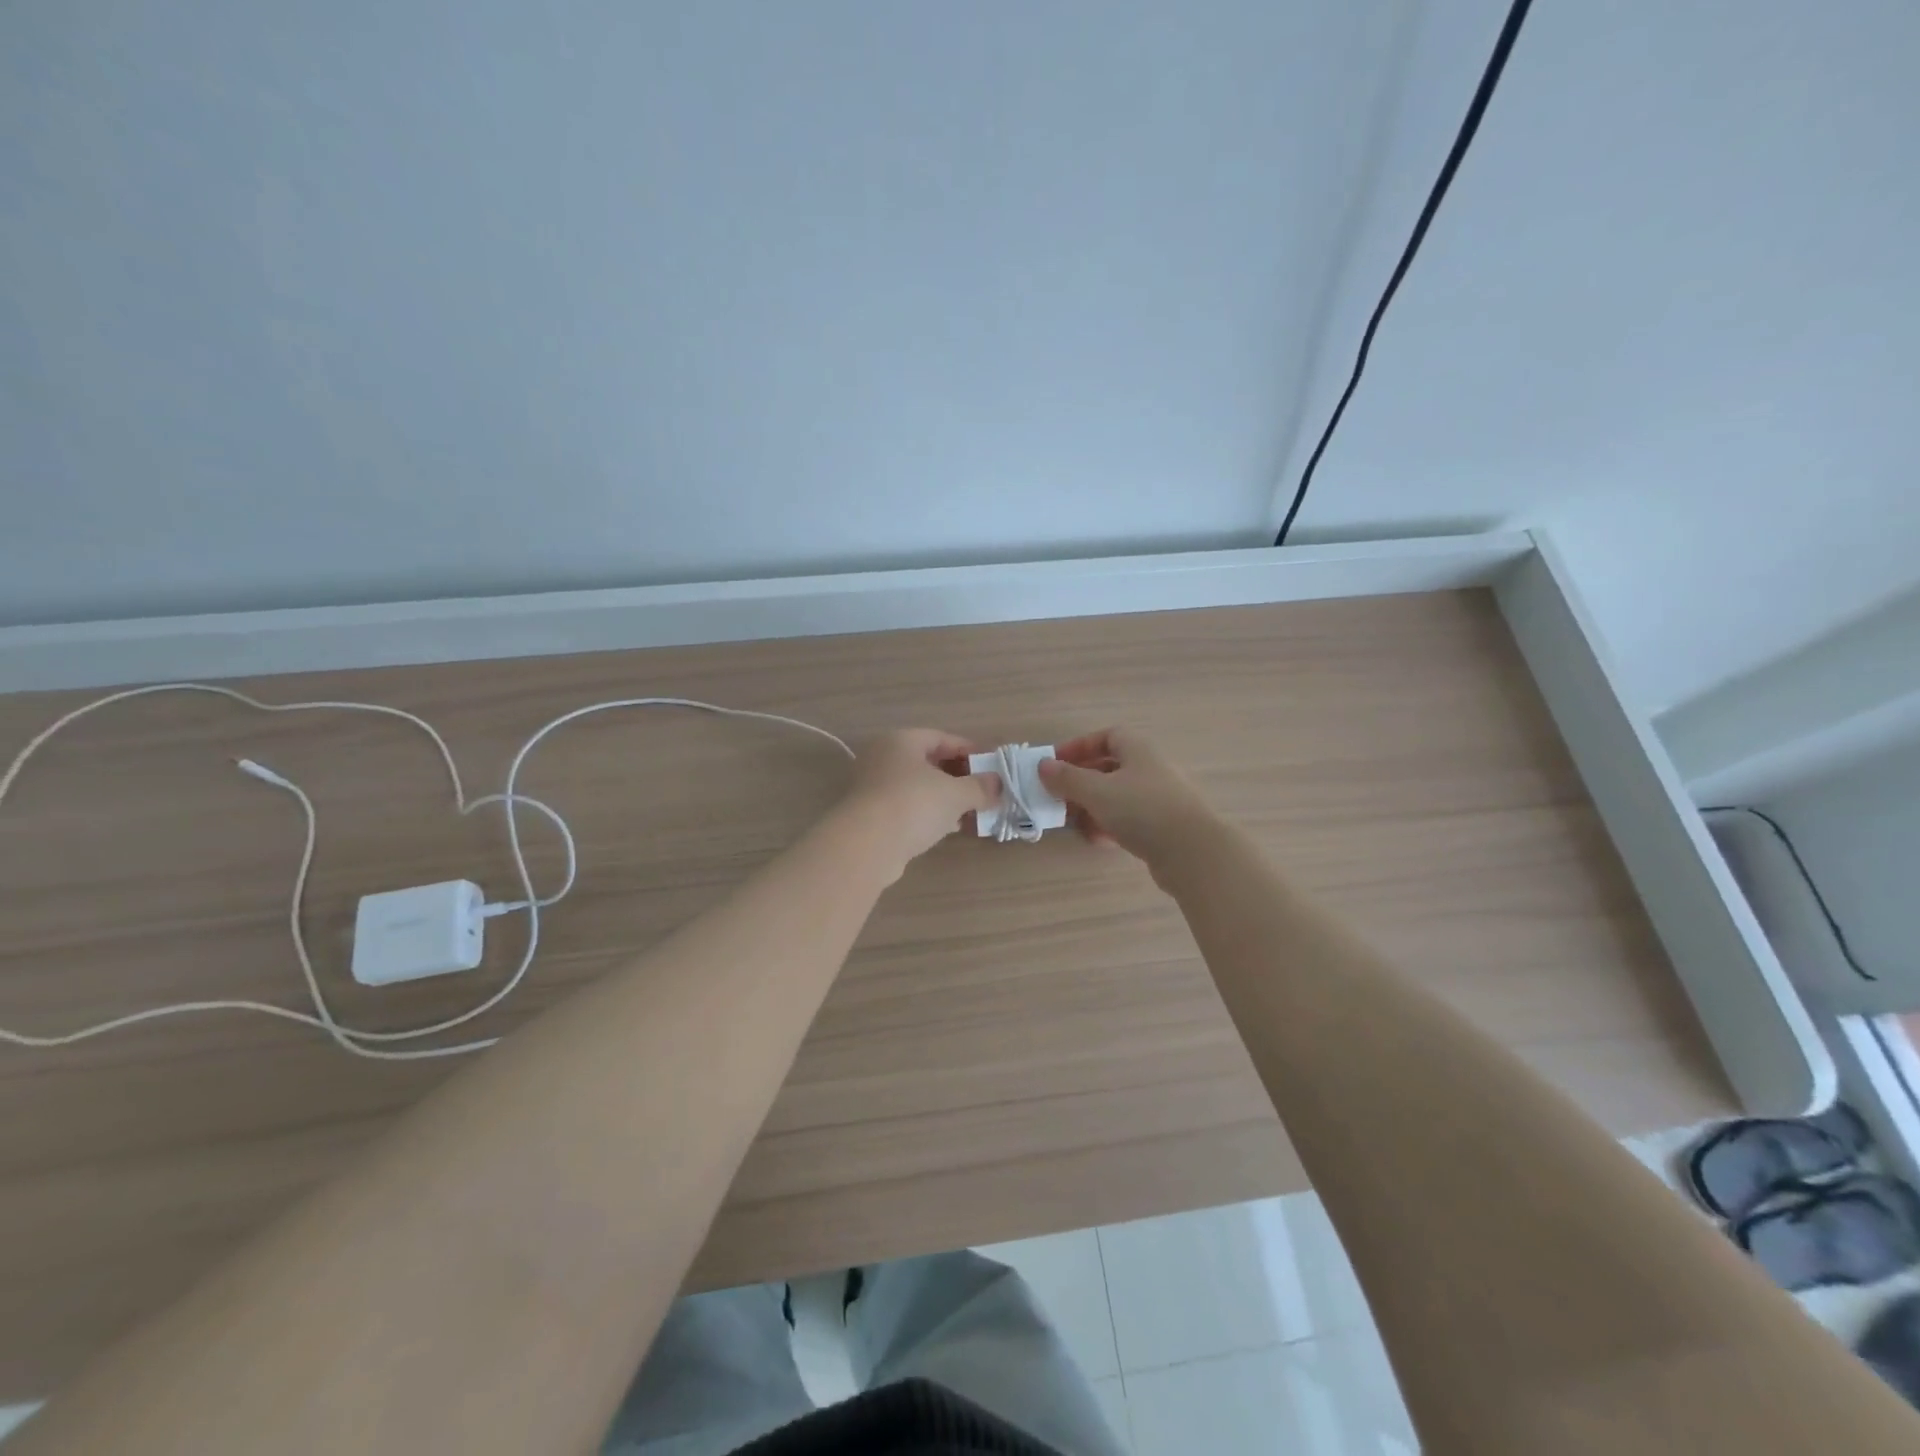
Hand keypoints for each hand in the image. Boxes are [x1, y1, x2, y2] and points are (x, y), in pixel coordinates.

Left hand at [835, 729, 1000, 878]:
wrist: (866, 845)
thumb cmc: (913, 804)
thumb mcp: (956, 793)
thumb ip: (980, 787)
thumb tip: (998, 784)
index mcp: (901, 740)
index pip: (942, 738)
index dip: (970, 751)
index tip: (992, 768)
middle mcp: (883, 757)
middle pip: (929, 762)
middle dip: (958, 777)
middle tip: (983, 792)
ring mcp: (873, 786)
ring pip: (918, 787)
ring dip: (944, 798)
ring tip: (971, 812)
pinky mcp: (870, 814)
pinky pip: (907, 807)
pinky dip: (928, 813)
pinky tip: (947, 828)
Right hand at [1038, 728, 1217, 878]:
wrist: (1192, 853)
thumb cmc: (1141, 810)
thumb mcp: (1097, 791)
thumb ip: (1067, 778)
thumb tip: (1043, 765)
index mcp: (1138, 750)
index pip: (1107, 736)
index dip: (1079, 746)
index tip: (1055, 763)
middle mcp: (1150, 769)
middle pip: (1110, 767)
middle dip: (1081, 780)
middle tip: (1058, 794)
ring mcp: (1159, 799)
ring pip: (1117, 795)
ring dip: (1092, 805)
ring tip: (1072, 820)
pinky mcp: (1162, 826)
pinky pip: (1129, 819)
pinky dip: (1109, 824)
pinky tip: (1095, 839)